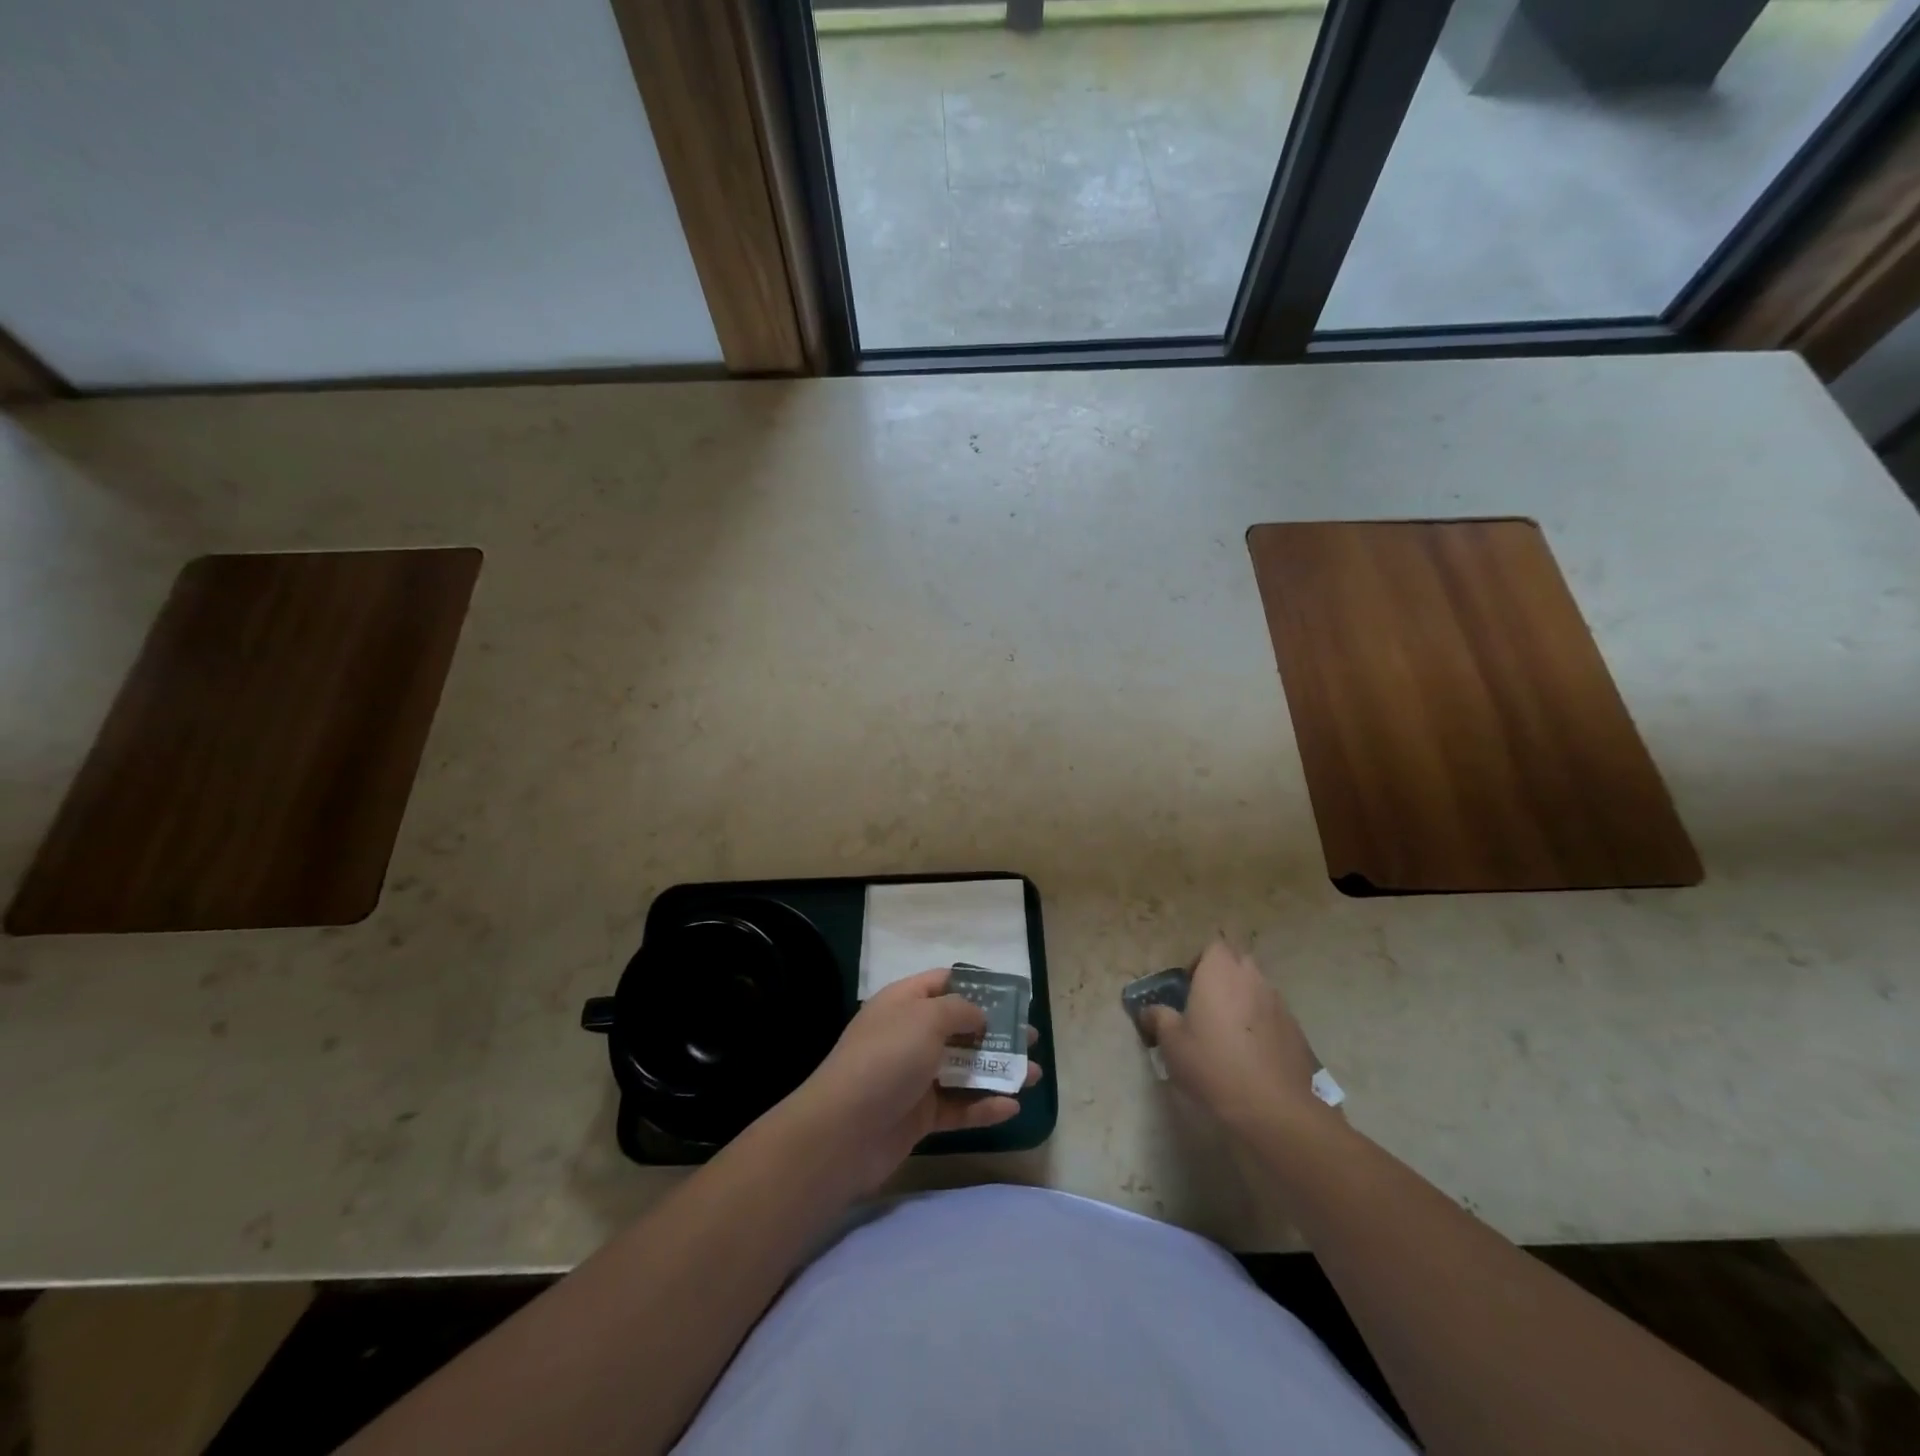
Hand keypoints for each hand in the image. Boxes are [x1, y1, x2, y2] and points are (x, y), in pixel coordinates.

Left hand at [785, 968, 1043, 1194]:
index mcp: (904, 1002)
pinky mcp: (920, 1115)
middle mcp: (910, 1035)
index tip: (1011, 995)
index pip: (943, 982)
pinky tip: (1011, 1107)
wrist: (844, 1131)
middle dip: (997, 1031)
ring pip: (964, 1069)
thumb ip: (960, 1010)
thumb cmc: (887, 1058)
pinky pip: (959, 1106)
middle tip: (1032, 1037)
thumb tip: (979, 1016)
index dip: (977, 985)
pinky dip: (984, 1105)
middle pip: (960, 1027)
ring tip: (1036, 1074)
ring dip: (999, 1070)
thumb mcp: (926, 1018)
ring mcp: (915, 1076)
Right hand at [1141, 941, 1333, 1139]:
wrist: (1274, 1107)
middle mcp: (1253, 979)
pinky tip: (1252, 1056)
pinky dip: (1262, 1026)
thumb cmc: (1213, 1064)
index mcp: (1220, 972)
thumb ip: (1159, 1019)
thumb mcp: (1172, 1043)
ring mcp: (1279, 1004)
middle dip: (1223, 978)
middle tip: (1206, 1007)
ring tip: (1229, 1035)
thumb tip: (1149, 1011)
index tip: (1189, 988)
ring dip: (1244, 1002)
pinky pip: (1273, 1016)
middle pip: (1238, 964)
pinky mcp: (1297, 1031)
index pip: (1213, 947)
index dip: (1200, 963)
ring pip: (1257, 990)